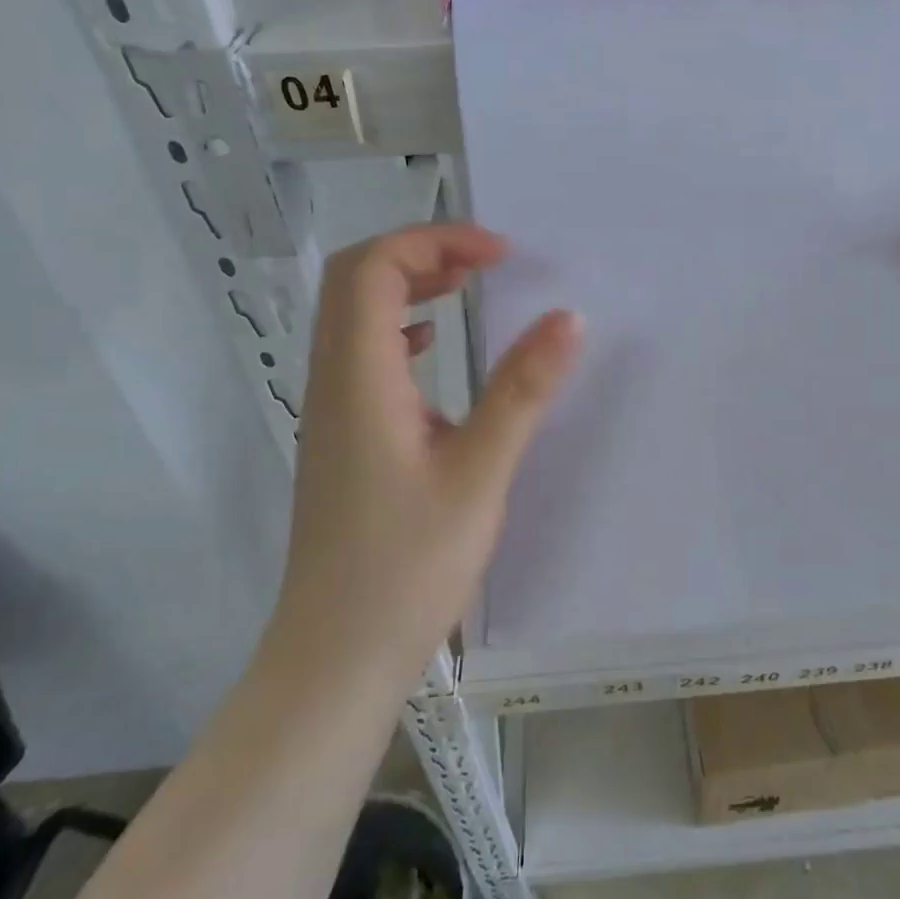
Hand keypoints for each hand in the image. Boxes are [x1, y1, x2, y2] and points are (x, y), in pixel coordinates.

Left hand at [276, 225, 581, 688]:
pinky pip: (361, 354)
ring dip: (408, 286)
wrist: (336, 658)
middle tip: (485, 262)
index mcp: (359, 378)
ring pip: (354, 316)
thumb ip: (522, 390)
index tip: (500, 254)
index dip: (434, 240)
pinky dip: (401, 328)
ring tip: (467, 287)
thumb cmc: (407, 568)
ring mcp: (331, 410)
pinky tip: (437, 351)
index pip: (374, 269)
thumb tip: (568, 318)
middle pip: (354, 280)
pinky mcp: (342, 436)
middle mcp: (332, 381)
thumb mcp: (479, 474)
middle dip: (419, 252)